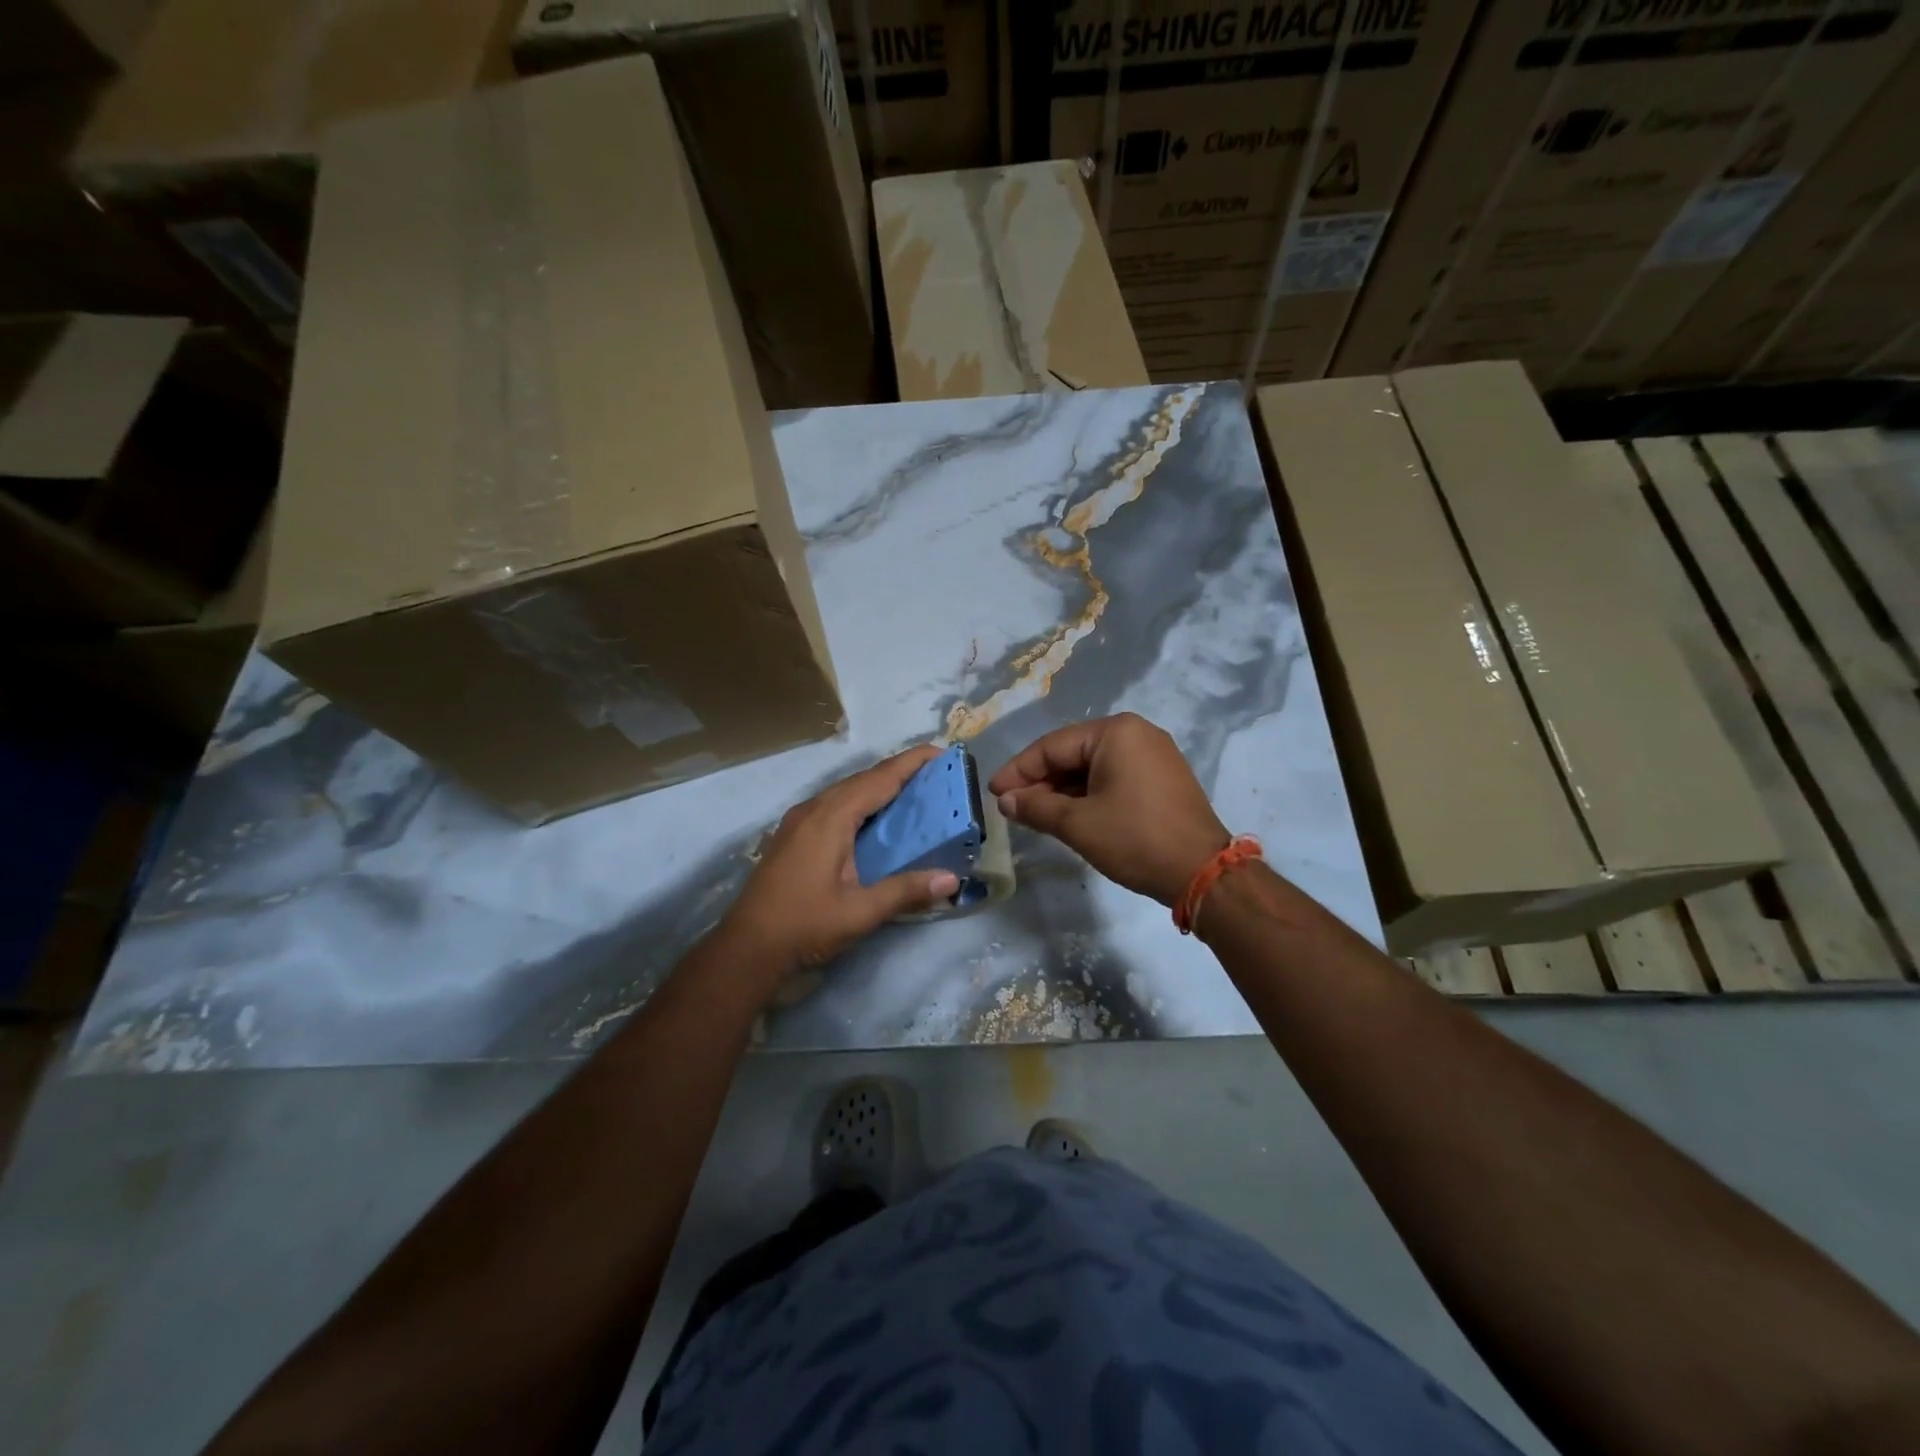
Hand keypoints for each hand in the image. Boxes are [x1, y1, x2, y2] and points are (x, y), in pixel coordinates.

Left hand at [719, 745, 960, 987]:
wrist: (747, 948)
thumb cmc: (804, 925)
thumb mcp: (861, 912)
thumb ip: (906, 891)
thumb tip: (952, 879)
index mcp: (831, 818)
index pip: (879, 779)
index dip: (912, 763)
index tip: (942, 752)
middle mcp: (813, 809)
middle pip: (863, 779)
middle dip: (900, 772)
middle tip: (936, 775)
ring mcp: (799, 821)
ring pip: (846, 791)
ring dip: (879, 787)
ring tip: (913, 792)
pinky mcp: (793, 835)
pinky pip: (833, 805)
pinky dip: (861, 802)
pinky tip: (875, 820)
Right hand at [989, 713, 1227, 904]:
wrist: (1202, 872)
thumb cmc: (1135, 839)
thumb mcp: (1078, 824)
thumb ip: (1036, 807)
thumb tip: (1006, 801)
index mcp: (1115, 732)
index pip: (1052, 746)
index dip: (1018, 770)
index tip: (993, 793)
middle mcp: (1136, 733)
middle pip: (1072, 754)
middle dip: (1040, 782)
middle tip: (1011, 807)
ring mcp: (1153, 755)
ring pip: (1092, 768)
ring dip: (1062, 791)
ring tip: (1033, 815)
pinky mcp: (1162, 779)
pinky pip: (1113, 778)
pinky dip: (1087, 795)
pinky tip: (1067, 815)